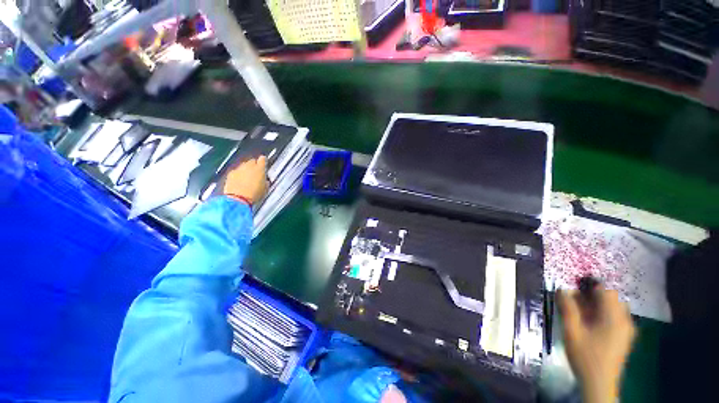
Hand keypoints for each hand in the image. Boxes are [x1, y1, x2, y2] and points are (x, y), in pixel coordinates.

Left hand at [222, 156, 267, 204]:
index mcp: (260, 169)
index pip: (263, 159)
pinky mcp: (230, 174)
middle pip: (252, 161)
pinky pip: (235, 172)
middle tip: (256, 174)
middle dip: (254, 166)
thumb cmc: (254, 195)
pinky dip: (237, 175)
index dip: (263, 161)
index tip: (264, 163)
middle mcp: (249, 166)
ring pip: (243, 166)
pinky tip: (239, 182)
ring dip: (245, 171)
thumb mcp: (265, 189)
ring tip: (247, 179)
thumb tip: (265, 181)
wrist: (238, 199)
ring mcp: (238, 169)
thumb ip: (265, 182)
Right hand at [558, 285, 635, 402]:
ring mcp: (627, 330)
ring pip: (614, 307)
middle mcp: (625, 320)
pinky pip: (616, 317)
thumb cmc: (585, 356)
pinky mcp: (625, 337)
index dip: (588, 286)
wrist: (599, 384)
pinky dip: (604, 314)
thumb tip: (562, 289)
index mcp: (613, 317)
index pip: (605, 291)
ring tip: (581, 313)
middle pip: (611, 298)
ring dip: (598, 305)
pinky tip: (591, 324)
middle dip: (592, 296)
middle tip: (575, 303)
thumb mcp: (572, 331)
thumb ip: (568, 308)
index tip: (573, 288)